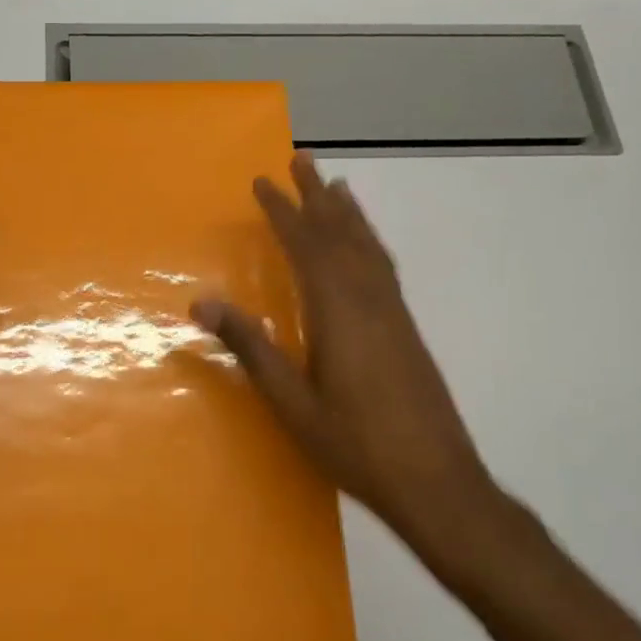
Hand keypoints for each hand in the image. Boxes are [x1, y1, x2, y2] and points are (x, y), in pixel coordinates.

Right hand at [191, 152, 517, 575]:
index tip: (263, 180)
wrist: (437, 482)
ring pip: (368, 247)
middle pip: (341, 234)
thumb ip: (251, 348)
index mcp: (339, 312)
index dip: (283, 211)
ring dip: (348, 213)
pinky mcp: (407, 330)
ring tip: (336, 186)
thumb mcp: (291, 403)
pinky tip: (366, 248)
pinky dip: (369, 242)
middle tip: (301, 158)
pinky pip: (383, 267)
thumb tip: (203, 302)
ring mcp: (394, 314)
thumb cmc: (356, 446)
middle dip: (317, 195)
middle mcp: (370, 300)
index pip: (306, 245)